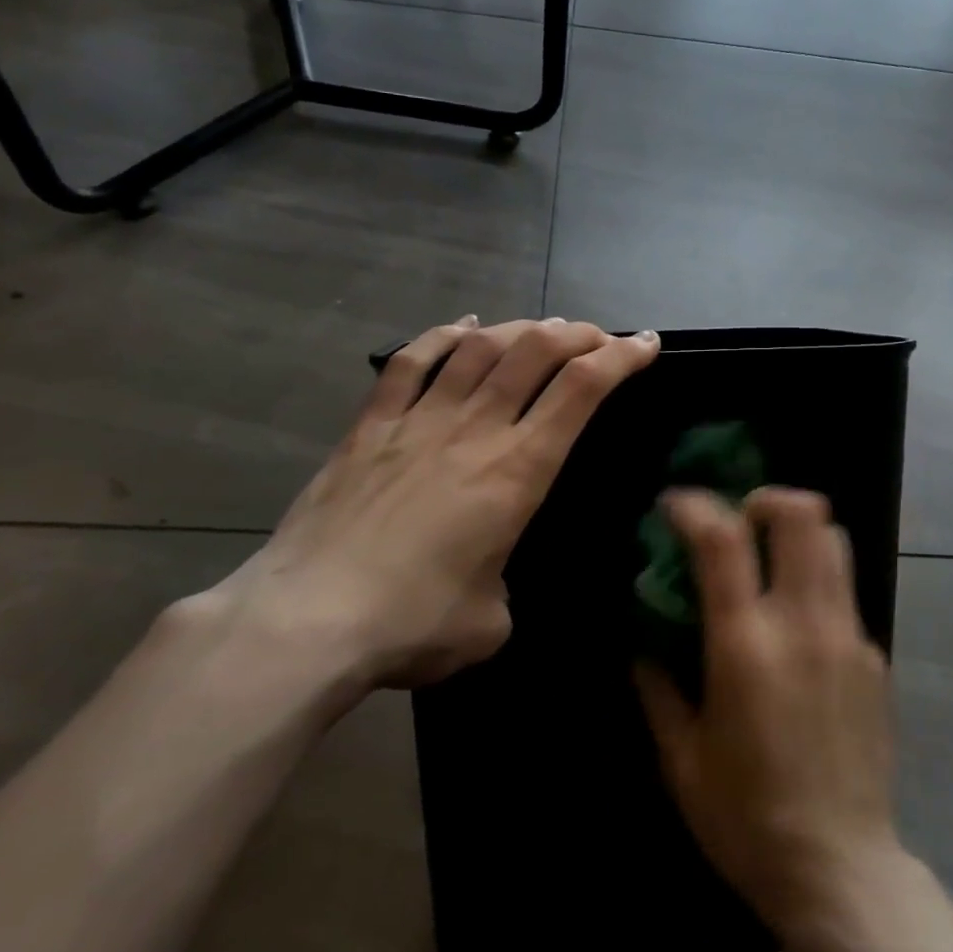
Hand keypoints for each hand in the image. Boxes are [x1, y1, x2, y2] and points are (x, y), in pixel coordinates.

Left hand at [214, 316, 659, 701]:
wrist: (306, 621)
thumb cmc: (412, 624)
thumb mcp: (490, 622)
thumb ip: (502, 587)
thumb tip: (487, 577)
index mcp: (518, 470)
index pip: (582, 390)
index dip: (621, 357)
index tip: (645, 343)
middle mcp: (475, 429)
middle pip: (536, 352)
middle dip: (578, 334)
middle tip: (598, 337)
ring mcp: (418, 420)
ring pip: (480, 348)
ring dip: (520, 329)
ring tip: (542, 329)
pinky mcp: (370, 427)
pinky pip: (410, 362)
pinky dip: (443, 336)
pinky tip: (464, 327)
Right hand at [636, 488, 902, 936]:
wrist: (841, 871)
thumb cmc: (746, 819)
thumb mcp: (681, 759)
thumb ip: (657, 687)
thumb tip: (644, 641)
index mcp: (746, 646)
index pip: (723, 540)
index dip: (695, 505)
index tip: (674, 504)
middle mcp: (804, 624)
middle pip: (802, 515)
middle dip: (766, 499)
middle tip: (739, 520)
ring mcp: (849, 636)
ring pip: (835, 541)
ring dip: (798, 530)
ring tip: (770, 556)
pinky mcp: (875, 656)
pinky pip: (845, 592)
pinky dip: (816, 582)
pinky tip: (798, 629)